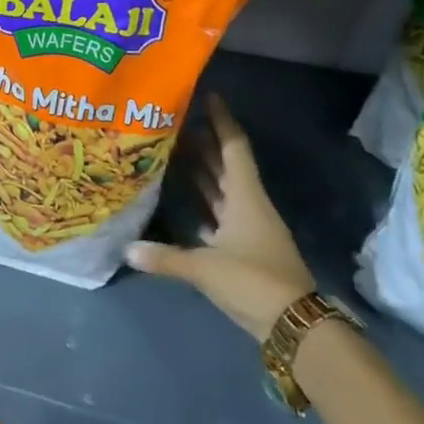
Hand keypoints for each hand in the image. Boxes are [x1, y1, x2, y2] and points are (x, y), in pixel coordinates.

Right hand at [124, 93, 315, 339]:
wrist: (296, 326)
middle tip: (177, 120)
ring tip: (176, 148)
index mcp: (246, 197)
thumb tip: (127, 248)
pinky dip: (204, 202)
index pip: (233, 148)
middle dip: (204, 142)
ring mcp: (248, 228)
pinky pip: (219, 214)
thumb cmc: (254, 281)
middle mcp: (248, 205)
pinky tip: (185, 198)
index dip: (222, 122)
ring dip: (203, 170)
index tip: (208, 96)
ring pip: (222, 189)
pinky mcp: (244, 249)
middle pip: (225, 165)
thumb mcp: (207, 268)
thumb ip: (166, 258)